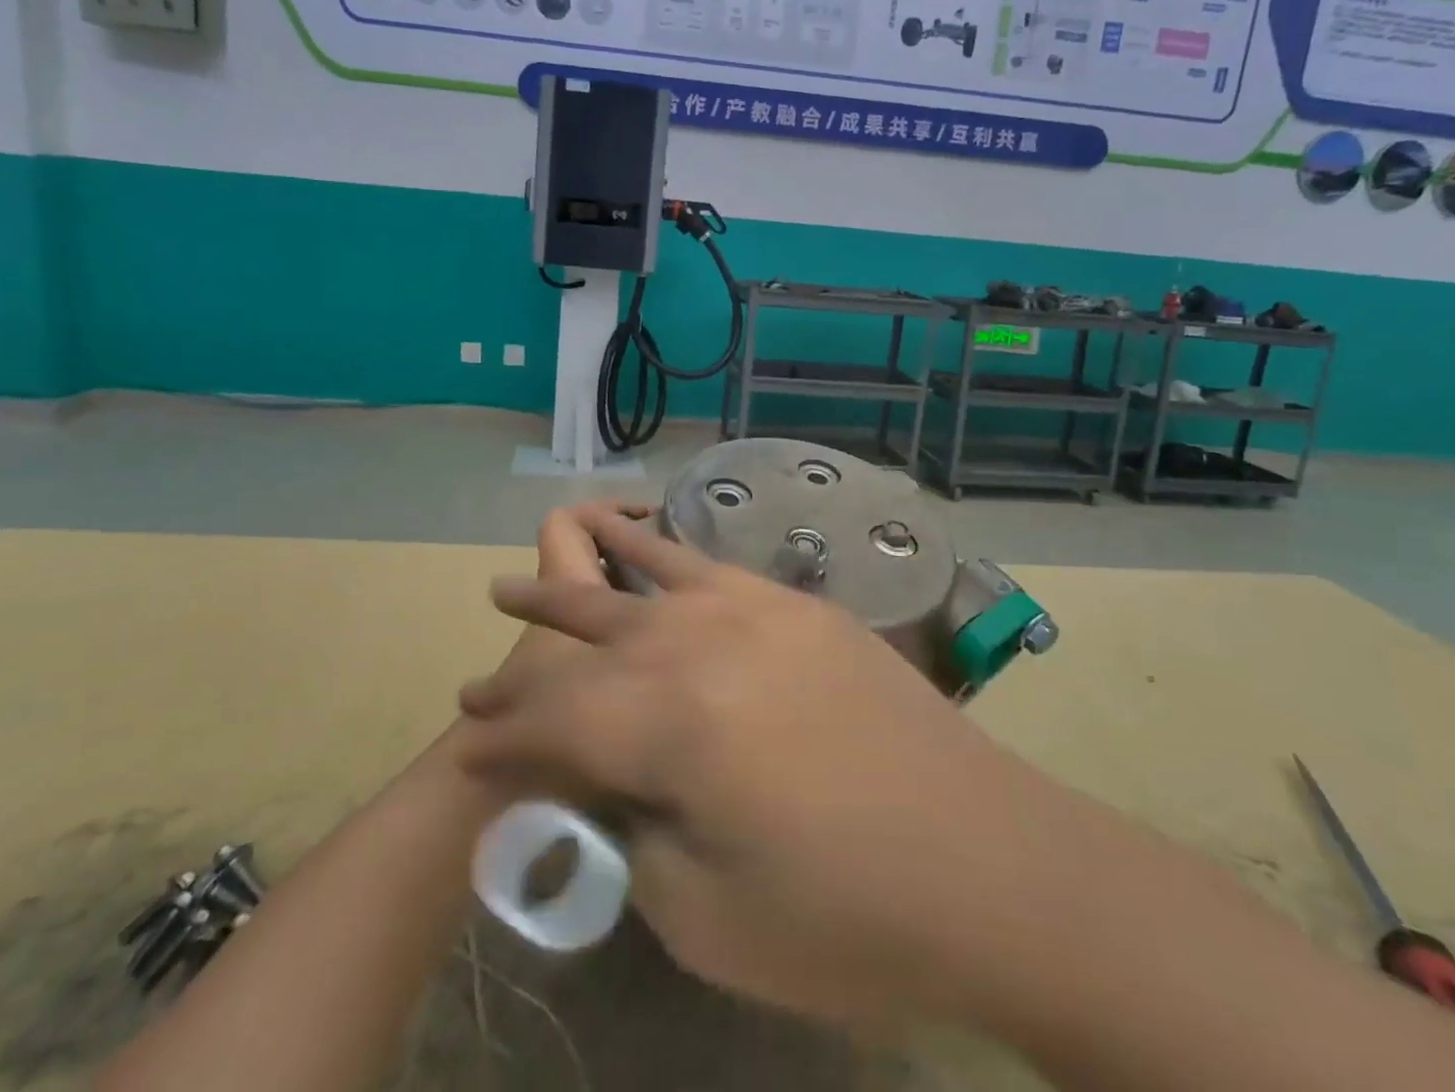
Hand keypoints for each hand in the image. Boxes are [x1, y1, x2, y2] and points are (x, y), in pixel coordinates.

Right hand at [458, 505, 1017, 1028]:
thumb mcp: (706, 917)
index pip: (558, 725)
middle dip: (528, 655)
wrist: (989, 863)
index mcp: (671, 724)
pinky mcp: (796, 605)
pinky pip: (710, 564)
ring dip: (579, 581)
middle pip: (589, 640)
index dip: (504, 744)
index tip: (466, 754)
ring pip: (640, 582)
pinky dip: (662, 549)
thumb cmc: (846, 916)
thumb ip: (635, 837)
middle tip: (481, 668)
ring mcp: (754, 610)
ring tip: (528, 573)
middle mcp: (702, 644)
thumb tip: (610, 789)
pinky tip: (641, 538)